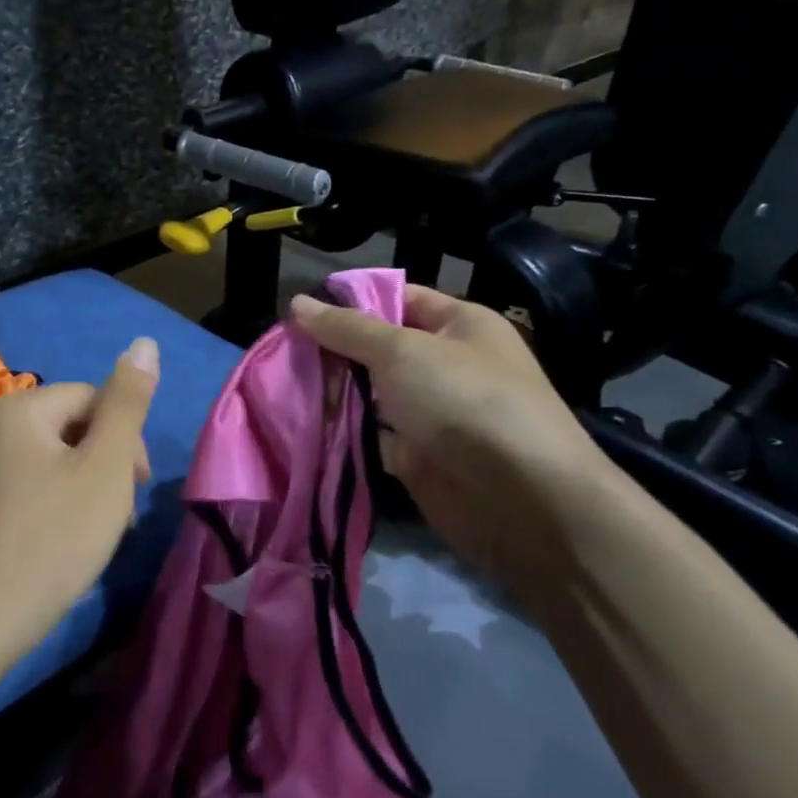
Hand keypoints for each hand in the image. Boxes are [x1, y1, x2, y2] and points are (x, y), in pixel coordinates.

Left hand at [0, 337, 159, 660]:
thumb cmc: (56, 537)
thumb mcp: (106, 466)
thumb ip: (128, 402)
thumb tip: (144, 342)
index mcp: (19, 407)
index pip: (93, 399)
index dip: (125, 439)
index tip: (137, 486)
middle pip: (71, 425)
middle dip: (105, 461)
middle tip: (118, 511)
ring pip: (53, 456)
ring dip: (85, 483)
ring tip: (96, 528)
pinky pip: (28, 480)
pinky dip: (55, 499)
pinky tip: (64, 536)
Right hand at [290, 286, 612, 595]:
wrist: (519, 498)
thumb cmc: (464, 401)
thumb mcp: (402, 351)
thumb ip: (347, 329)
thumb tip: (297, 303)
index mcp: (457, 325)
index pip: (397, 299)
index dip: (350, 302)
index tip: (297, 311)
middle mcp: (444, 365)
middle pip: (377, 349)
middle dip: (332, 351)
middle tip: (280, 353)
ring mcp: (429, 413)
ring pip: (369, 394)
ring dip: (332, 393)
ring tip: (278, 385)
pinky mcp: (414, 456)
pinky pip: (369, 436)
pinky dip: (341, 432)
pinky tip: (300, 424)